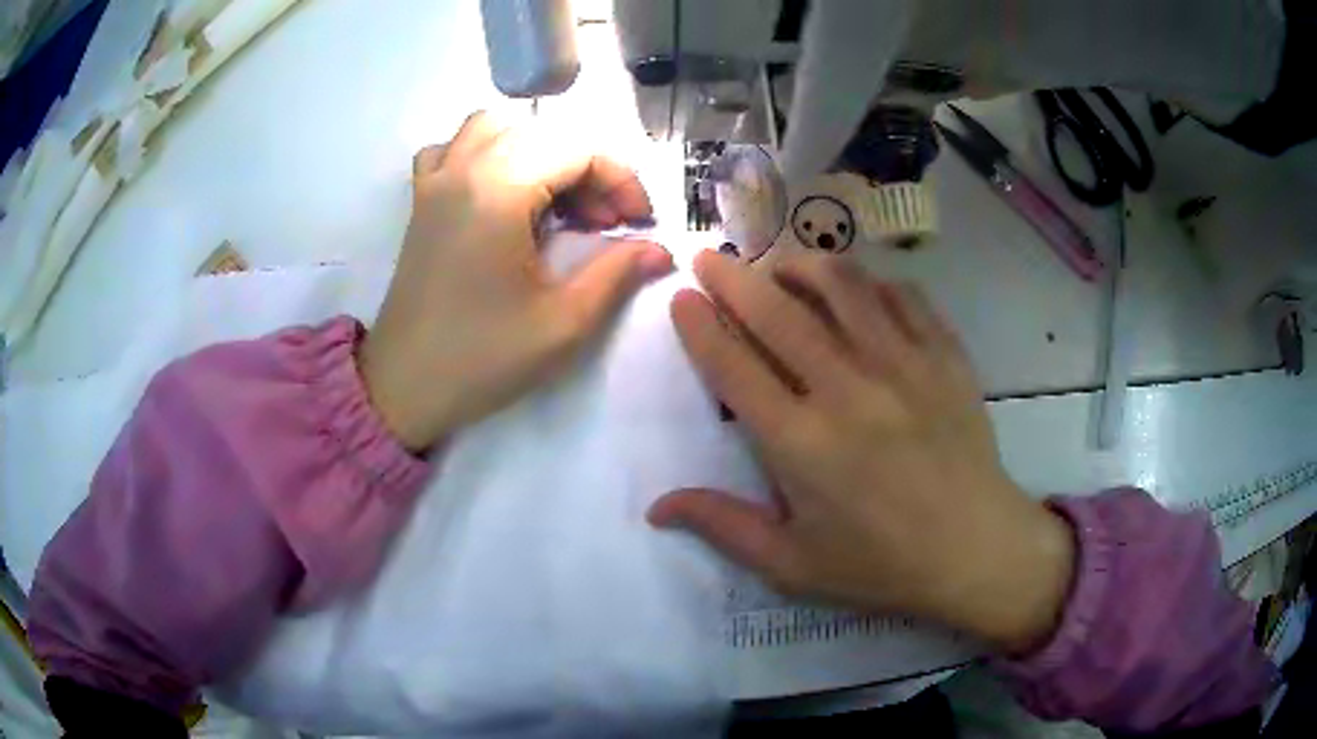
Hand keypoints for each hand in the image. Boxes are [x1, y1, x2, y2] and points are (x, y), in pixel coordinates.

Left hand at [360, 112, 673, 450]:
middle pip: (544, 134)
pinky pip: (453, 149)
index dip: (622, 180)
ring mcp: (435, 182)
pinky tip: (499, 191)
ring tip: (556, 199)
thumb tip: (660, 250)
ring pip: (495, 128)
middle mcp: (463, 170)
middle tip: (605, 223)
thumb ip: (617, 274)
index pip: (578, 150)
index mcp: (498, 191)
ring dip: (538, 151)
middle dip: (588, 169)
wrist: (404, 387)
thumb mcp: (563, 323)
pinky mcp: (421, 201)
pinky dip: (485, 154)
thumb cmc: (482, 358)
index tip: (640, 225)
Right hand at [648, 251, 1075, 654]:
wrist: (975, 551)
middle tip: (709, 258)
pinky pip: (902, 296)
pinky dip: (870, 282)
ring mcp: (903, 365)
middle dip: (733, 278)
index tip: (682, 299)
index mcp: (802, 444)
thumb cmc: (881, 565)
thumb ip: (724, 527)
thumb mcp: (793, 565)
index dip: (701, 327)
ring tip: (778, 263)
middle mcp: (848, 390)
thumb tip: (658, 507)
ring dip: (799, 264)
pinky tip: (857, 289)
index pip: (734, 367)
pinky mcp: (945, 357)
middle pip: (778, 313)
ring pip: (842, 286)